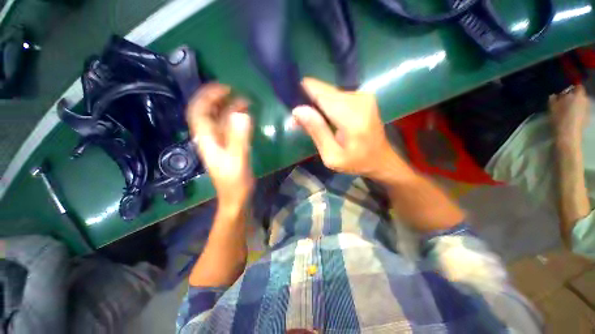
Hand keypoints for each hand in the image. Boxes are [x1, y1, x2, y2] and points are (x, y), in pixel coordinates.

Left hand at [187, 83, 253, 211]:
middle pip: (207, 113)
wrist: (235, 198)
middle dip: (219, 99)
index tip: (225, 88)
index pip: (198, 111)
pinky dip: (235, 119)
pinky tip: (245, 117)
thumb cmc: (235, 182)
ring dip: (228, 108)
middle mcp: (209, 138)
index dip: (208, 96)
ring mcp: (218, 143)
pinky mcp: (227, 147)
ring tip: (244, 101)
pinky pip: (228, 128)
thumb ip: (240, 138)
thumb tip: (243, 114)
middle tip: (236, 92)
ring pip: (218, 120)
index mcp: (207, 140)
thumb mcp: (238, 160)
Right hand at [292, 78, 400, 177]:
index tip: (290, 97)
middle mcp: (359, 100)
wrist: (381, 159)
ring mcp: (363, 96)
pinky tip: (325, 118)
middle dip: (309, 102)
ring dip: (317, 104)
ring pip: (330, 93)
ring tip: (312, 121)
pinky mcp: (363, 96)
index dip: (304, 92)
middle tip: (299, 119)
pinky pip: (338, 95)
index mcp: (352, 118)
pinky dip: (327, 105)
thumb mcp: (332, 156)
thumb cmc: (356, 162)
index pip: (322, 94)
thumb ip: (316, 131)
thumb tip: (298, 110)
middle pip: (325, 92)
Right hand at [550, 85, 589, 146]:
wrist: (568, 135)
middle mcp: (585, 100)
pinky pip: (582, 112)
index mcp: (578, 95)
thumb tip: (553, 95)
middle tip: (564, 101)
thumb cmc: (560, 118)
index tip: (565, 91)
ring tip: (567, 110)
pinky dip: (577, 113)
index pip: (577, 87)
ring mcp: (587, 110)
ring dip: (575, 105)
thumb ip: (553, 99)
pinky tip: (571, 117)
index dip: (571, 88)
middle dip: (573, 98)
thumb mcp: (552, 107)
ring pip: (581, 104)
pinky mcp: (587, 118)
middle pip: (580, 96)